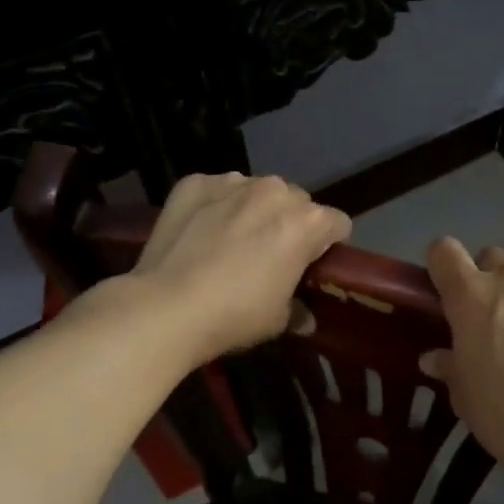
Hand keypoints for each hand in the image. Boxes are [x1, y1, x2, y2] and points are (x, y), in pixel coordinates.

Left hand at [126, 173, 350, 365]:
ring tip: (230, 241)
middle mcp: (275, 191)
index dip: (328, 245)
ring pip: (256, 191)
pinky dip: (214, 206)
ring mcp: (233, 183)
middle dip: (290, 223)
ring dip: (253, 210)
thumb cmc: (234, 315)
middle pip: (297, 202)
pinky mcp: (195, 183)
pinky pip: (216, 190)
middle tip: (270, 255)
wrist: (165, 307)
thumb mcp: (277, 320)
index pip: (337, 223)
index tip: (312, 265)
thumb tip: (305, 319)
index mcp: (307, 222)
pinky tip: (199, 233)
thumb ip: (298, 311)